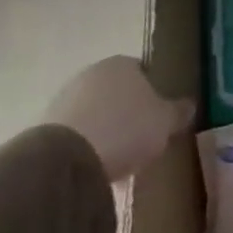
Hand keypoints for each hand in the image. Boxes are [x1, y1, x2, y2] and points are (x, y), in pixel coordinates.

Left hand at [44, 55, 194, 181]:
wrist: (66, 159)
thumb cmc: (126, 129)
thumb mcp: (165, 122)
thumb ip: (178, 112)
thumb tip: (188, 106)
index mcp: (121, 63)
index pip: (144, 71)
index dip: (155, 93)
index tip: (161, 116)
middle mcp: (91, 74)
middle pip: (117, 93)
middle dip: (128, 113)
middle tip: (142, 138)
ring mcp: (64, 99)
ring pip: (95, 114)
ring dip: (106, 131)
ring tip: (119, 160)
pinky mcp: (45, 127)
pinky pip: (76, 135)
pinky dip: (86, 147)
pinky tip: (96, 168)